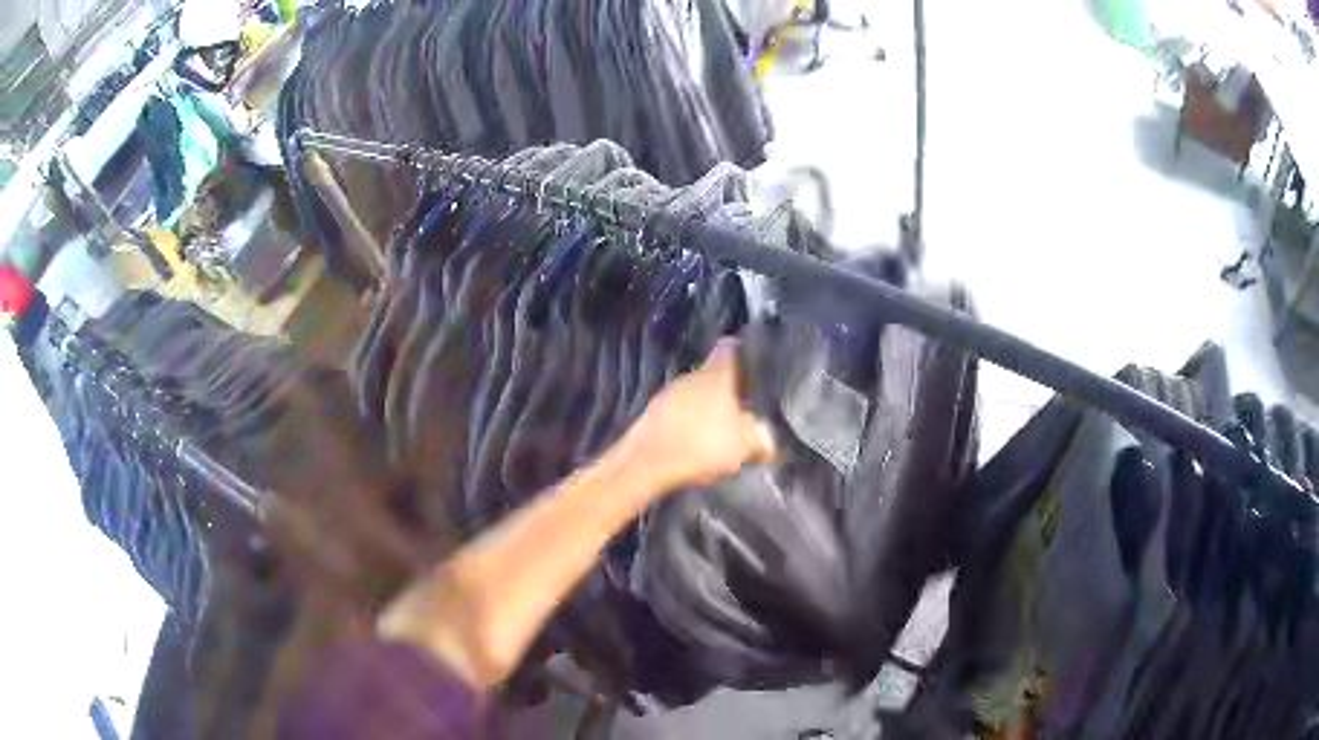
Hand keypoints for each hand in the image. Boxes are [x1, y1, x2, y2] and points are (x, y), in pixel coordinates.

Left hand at [623, 339, 775, 492]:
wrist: (646, 463)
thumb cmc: (703, 446)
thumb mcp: (746, 447)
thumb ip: (762, 439)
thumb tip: (769, 438)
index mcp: (717, 374)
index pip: (732, 348)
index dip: (744, 353)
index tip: (755, 364)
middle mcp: (692, 376)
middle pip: (715, 374)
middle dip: (729, 390)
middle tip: (745, 409)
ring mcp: (669, 392)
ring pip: (696, 394)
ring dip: (707, 409)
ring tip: (720, 433)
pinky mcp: (654, 412)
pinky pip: (679, 412)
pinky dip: (689, 423)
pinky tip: (694, 446)